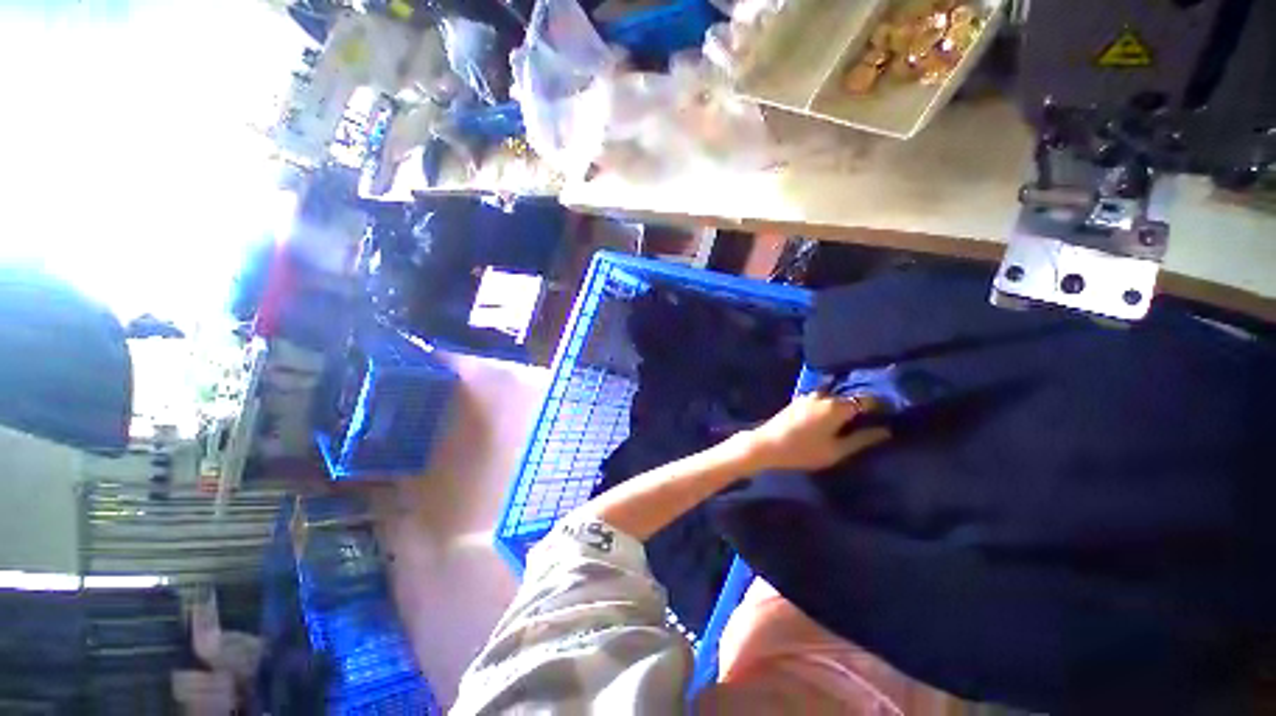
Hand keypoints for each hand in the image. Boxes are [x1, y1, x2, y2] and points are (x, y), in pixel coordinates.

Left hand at [743, 393, 890, 471]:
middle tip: (874, 417)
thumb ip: (862, 439)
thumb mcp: (836, 451)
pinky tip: (832, 415)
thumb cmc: (802, 451)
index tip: (891, 414)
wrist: (766, 444)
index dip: (881, 406)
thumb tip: (886, 430)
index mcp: (836, 406)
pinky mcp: (798, 399)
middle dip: (863, 404)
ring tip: (854, 417)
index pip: (867, 400)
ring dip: (846, 402)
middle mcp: (824, 395)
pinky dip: (831, 403)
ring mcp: (809, 395)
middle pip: (850, 395)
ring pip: (835, 395)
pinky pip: (822, 397)